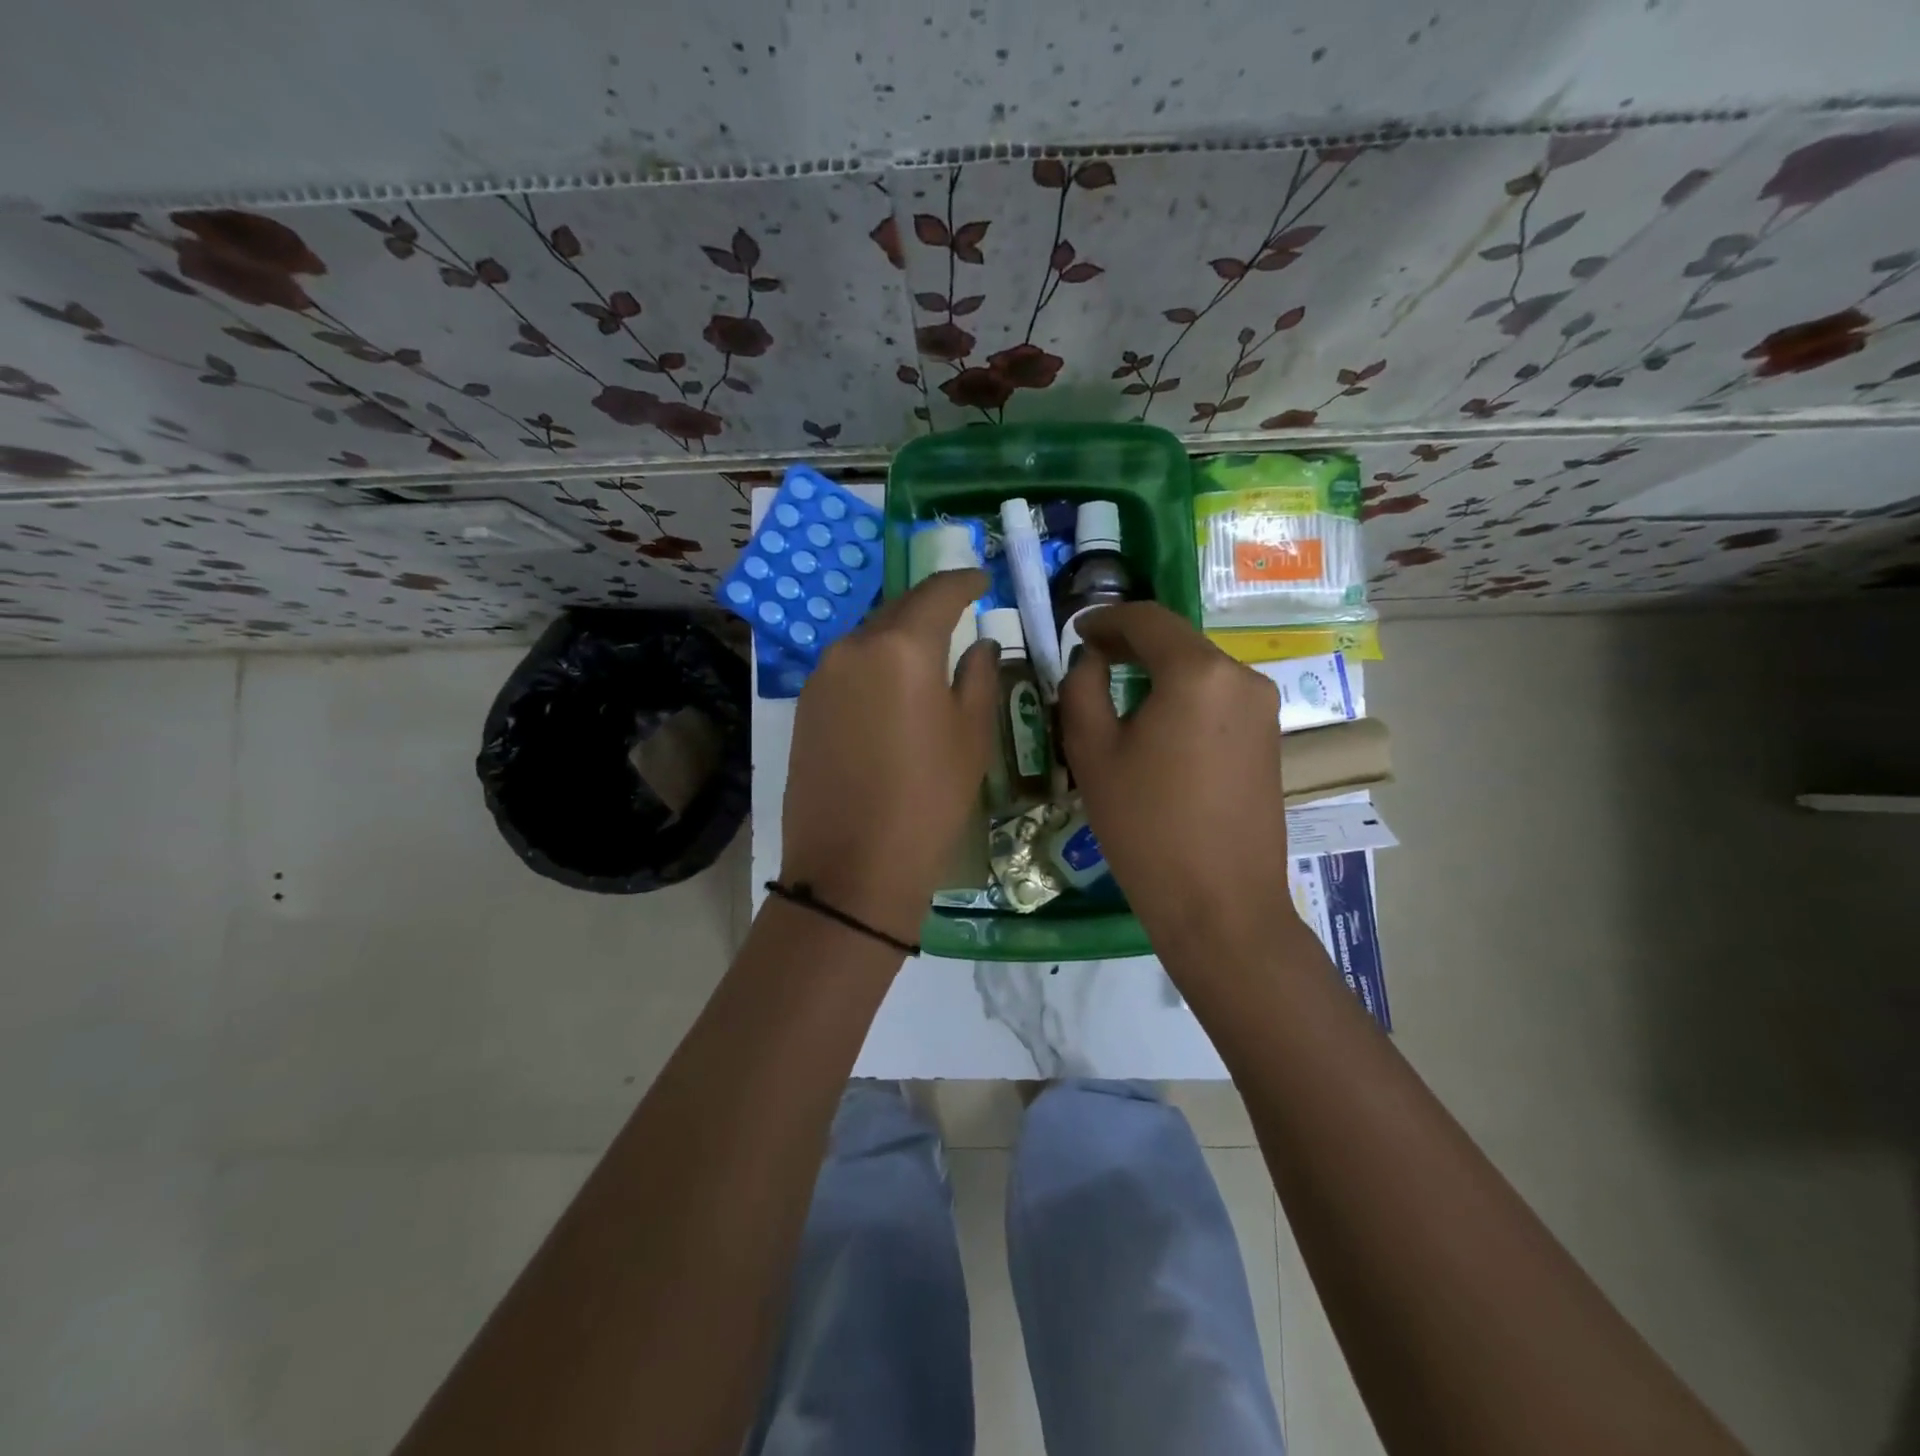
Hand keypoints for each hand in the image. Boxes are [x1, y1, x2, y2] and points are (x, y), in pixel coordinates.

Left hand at [781, 570, 998, 944]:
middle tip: (959, 610)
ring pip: (868, 638)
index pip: (937, 593)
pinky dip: (874, 665)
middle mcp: (853, 647)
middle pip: (897, 610)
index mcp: (901, 646)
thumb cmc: (928, 799)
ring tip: (927, 651)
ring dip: (899, 637)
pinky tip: (891, 688)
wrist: (851, 866)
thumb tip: (978, 645)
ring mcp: (821, 676)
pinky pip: (847, 668)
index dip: (964, 581)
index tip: (982, 579)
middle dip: (929, 605)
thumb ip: (978, 677)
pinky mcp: (804, 706)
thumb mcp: (971, 737)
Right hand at [1059, 602, 1291, 961]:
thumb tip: (1091, 660)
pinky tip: (1157, 728)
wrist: (1220, 905)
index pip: (1148, 619)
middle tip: (1090, 662)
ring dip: (1157, 673)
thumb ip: (1082, 688)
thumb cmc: (1146, 827)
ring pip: (1199, 671)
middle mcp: (1241, 677)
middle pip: (1178, 642)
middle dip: (1131, 645)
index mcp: (1198, 672)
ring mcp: (1263, 709)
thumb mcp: (1093, 753)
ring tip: (1118, 698)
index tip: (1076, 632)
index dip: (1106, 618)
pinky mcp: (1270, 739)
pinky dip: (1183, 699)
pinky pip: (1218, 700)